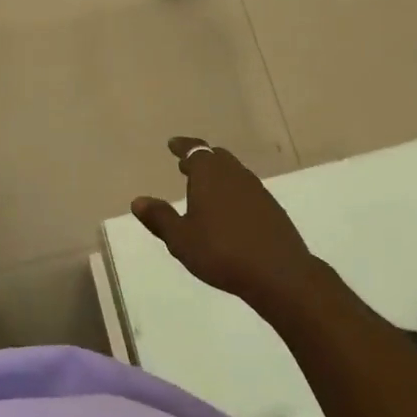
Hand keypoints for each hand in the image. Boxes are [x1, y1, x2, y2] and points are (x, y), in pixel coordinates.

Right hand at [131, 137, 322, 307]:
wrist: (278, 272)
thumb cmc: (221, 252)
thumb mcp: (181, 239)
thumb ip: (160, 218)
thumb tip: (138, 201)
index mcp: (210, 175)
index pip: (195, 150)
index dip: (183, 146)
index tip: (173, 144)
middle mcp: (235, 175)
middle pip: (217, 157)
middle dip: (201, 159)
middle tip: (186, 165)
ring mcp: (257, 190)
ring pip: (234, 172)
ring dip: (218, 174)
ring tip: (205, 188)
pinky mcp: (271, 208)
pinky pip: (246, 189)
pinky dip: (233, 191)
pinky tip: (229, 210)